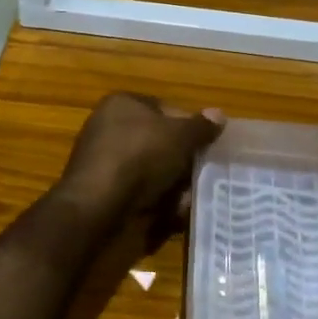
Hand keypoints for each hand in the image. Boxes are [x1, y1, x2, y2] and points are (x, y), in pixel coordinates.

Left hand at [58, 93, 223, 217]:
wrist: (98, 207)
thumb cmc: (140, 157)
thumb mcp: (179, 136)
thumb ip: (201, 127)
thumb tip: (219, 115)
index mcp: (122, 104)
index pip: (165, 109)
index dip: (189, 126)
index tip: (206, 146)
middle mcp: (109, 128)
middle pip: (159, 142)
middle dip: (182, 160)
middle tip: (204, 174)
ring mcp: (105, 162)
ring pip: (152, 171)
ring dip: (173, 184)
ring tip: (192, 197)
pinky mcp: (104, 192)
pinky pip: (139, 193)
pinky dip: (157, 202)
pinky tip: (174, 214)